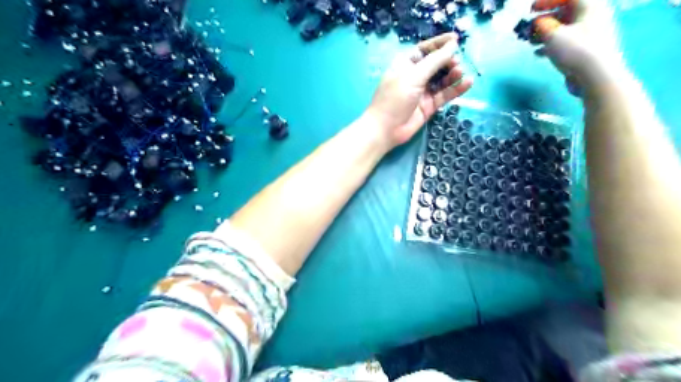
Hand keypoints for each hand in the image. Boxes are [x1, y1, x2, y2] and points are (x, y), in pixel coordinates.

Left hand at [364, 33, 471, 149]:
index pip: (425, 49)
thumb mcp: (413, 76)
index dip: (440, 44)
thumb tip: (453, 45)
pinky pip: (445, 95)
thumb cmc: (395, 99)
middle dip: (448, 60)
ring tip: (460, 72)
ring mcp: (423, 92)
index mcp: (406, 64)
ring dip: (453, 74)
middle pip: (436, 64)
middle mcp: (415, 76)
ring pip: (442, 80)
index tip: (456, 39)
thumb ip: (435, 61)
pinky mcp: (429, 106)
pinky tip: (467, 83)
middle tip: (456, 63)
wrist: (386, 129)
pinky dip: (456, 89)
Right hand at [535, 0, 624, 90]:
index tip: (531, 9)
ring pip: (564, 27)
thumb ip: (543, 25)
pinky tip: (538, 53)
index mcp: (589, 5)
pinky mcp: (586, 48)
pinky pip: (566, 41)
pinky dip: (551, 44)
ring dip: (545, 33)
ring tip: (530, 42)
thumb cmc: (576, 49)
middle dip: (545, 18)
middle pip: (565, 11)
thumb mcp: (554, 35)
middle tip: (529, 28)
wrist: (596, 75)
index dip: (547, 0)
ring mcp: (590, 33)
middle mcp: (592, 15)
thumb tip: (539, 22)